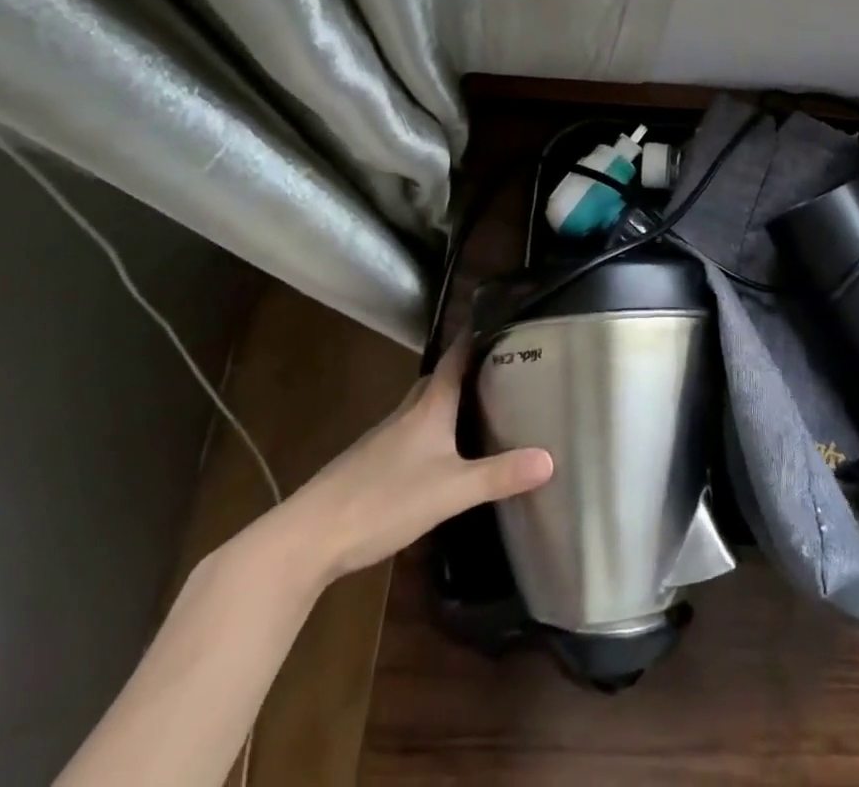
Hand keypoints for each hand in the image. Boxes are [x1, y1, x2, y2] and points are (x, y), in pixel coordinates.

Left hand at [275, 342, 553, 582]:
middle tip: (504, 366)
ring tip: (482, 404)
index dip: (478, 335)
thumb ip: (499, 476)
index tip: (504, 320)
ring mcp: (385, 436)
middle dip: (470, 369)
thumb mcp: (450, 492)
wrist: (308, 538)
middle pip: (441, 378)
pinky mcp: (371, 461)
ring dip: (450, 399)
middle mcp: (407, 411)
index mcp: (429, 405)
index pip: (456, 355)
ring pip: (425, 405)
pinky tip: (442, 452)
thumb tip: (550, 459)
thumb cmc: (383, 501)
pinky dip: (433, 428)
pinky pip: (412, 430)